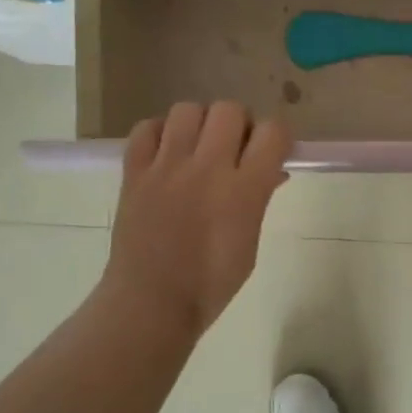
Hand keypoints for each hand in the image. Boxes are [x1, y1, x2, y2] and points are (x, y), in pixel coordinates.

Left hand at [102, 102, 289, 334]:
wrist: (150, 302)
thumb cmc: (210, 284)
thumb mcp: (250, 243)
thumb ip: (259, 199)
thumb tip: (270, 171)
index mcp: (243, 191)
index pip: (273, 132)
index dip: (277, 137)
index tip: (271, 152)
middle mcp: (206, 169)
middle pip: (230, 110)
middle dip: (239, 124)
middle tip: (234, 149)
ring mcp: (166, 167)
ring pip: (187, 110)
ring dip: (200, 123)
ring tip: (198, 148)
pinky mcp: (134, 172)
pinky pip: (146, 128)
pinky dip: (159, 133)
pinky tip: (166, 153)